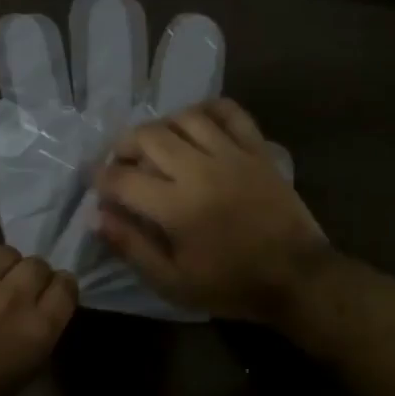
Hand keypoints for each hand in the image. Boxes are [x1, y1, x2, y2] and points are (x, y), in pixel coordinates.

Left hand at [0, 245, 77, 395]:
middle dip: (31, 276)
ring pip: (5, 252)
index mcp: (37, 329)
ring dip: (2, 266)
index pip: (65, 286)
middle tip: (15, 289)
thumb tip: (39, 310)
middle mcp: (13, 295)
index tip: (48, 293)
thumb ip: (37, 336)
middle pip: (37, 265)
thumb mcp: (19, 375)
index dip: (59, 287)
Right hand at [95, 99, 329, 321]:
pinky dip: (208, 110)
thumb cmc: (230, 285)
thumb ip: (131, 247)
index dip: (101, 179)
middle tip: (123, 164)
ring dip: (161, 128)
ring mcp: (232, 154)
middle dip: (124, 146)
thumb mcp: (172, 282)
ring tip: (158, 146)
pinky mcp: (257, 149)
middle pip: (148, 136)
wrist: (297, 278)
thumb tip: (97, 217)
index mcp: (176, 206)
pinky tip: (197, 125)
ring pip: (184, 118)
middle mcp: (200, 170)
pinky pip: (229, 111)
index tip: (98, 185)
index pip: (122, 178)